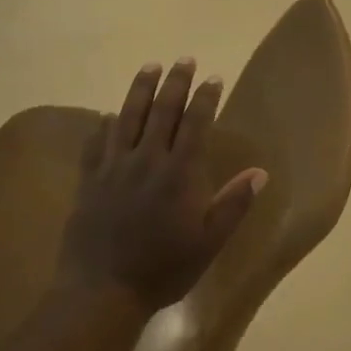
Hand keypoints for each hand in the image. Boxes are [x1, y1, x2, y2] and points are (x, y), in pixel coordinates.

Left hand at [59, 59, 267, 314]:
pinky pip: (96, 143)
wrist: (102, 291)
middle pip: (162, 111)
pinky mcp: (89, 180)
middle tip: (183, 60)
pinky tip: (107, 115)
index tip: (213, 77)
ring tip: (149, 67)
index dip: (205, 98)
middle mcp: (146, 160)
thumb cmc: (163, 268)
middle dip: (175, 82)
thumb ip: (233, 204)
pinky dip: (103, 124)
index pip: (195, 124)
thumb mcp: (209, 242)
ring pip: (127, 117)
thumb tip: (260, 172)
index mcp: (178, 173)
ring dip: (140, 89)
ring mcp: (113, 167)